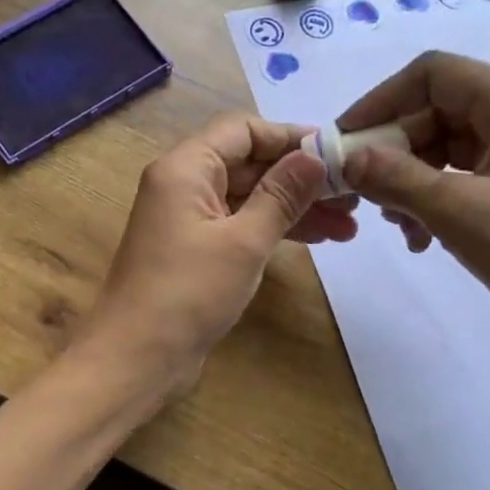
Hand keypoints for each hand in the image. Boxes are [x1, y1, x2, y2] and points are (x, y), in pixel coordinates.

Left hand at [81, 114, 357, 393]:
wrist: (136, 359)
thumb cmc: (188, 293)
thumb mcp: (244, 241)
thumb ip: (282, 195)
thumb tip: (315, 156)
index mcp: (185, 168)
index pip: (242, 130)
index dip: (289, 137)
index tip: (335, 153)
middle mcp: (183, 185)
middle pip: (248, 163)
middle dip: (300, 178)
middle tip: (353, 195)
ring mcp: (188, 220)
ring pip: (249, 197)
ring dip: (294, 207)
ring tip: (347, 226)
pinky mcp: (195, 251)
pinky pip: (240, 225)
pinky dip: (274, 229)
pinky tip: (316, 240)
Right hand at [338, 52, 489, 347]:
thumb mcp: (458, 212)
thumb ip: (395, 178)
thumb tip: (346, 158)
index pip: (434, 73)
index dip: (383, 99)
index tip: (346, 139)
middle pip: (435, 110)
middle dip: (393, 149)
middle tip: (362, 191)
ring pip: (443, 147)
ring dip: (408, 180)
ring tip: (396, 224)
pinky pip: (459, 177)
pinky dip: (431, 200)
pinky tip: (419, 238)